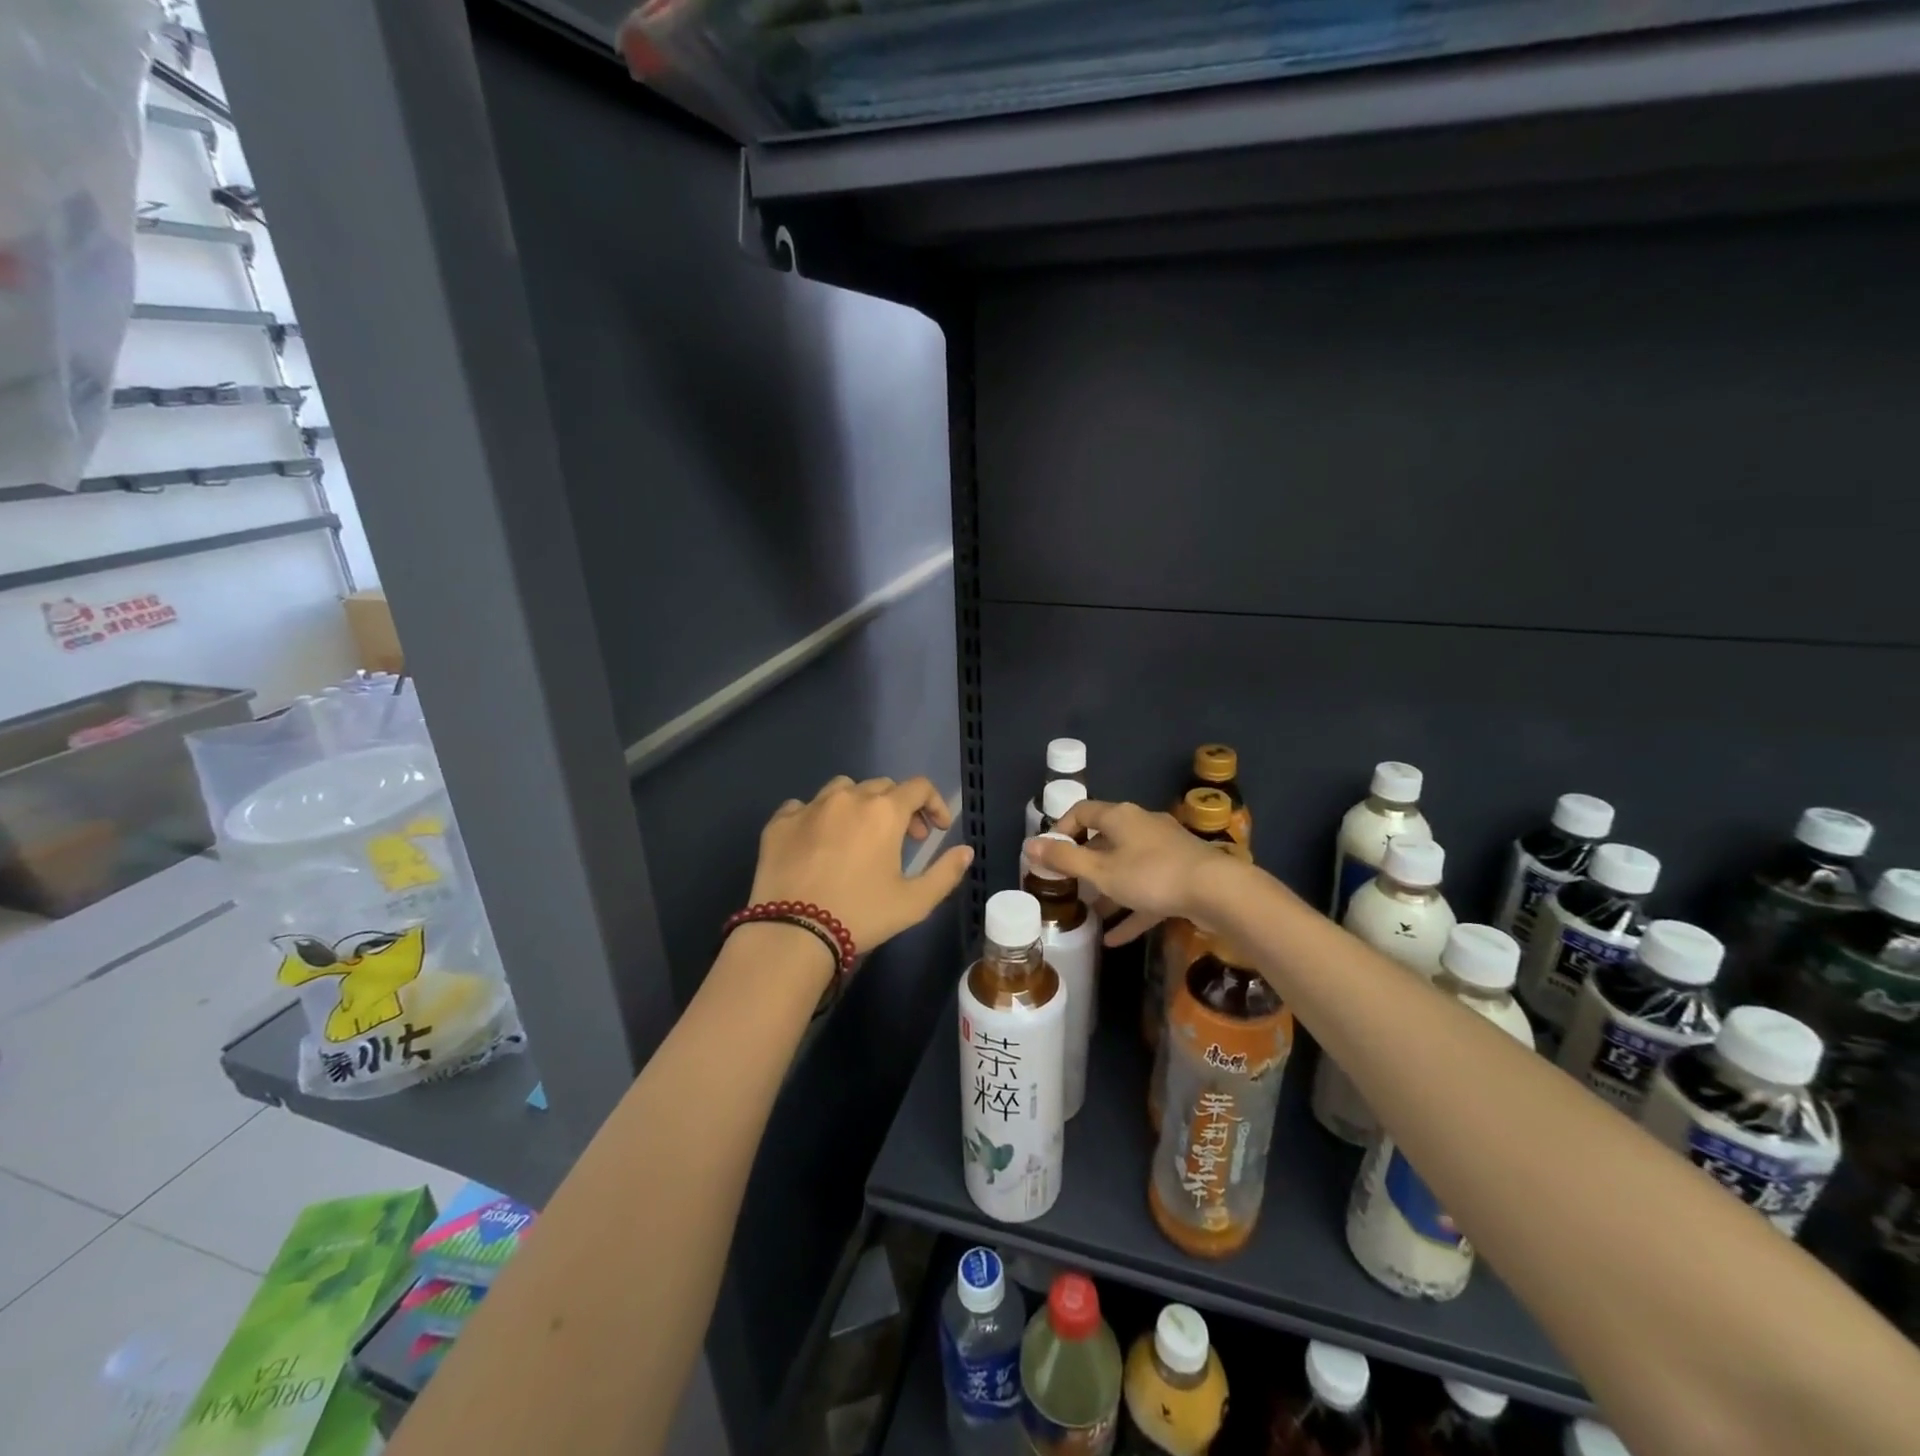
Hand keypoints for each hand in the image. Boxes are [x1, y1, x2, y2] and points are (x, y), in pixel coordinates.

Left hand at [751, 776, 973, 953]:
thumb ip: (946, 873)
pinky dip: (817, 817)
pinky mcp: (780, 822)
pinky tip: (818, 841)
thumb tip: (966, 850)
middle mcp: (848, 798)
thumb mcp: (914, 902)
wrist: (793, 933)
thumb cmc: (861, 915)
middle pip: (882, 786)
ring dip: (859, 804)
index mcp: (884, 811)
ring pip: (842, 789)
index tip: (937, 830)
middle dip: (900, 807)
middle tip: (904, 839)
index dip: (934, 804)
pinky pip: (803, 806)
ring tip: (859, 834)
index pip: (919, 787)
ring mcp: (810, 807)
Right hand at [1025, 799, 1243, 945]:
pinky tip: (1115, 939)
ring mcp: (1164, 850)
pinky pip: (1148, 890)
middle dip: (1084, 864)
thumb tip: (1028, 845)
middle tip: (1066, 886)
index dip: (1061, 829)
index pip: (1082, 811)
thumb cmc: (1151, 875)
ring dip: (1107, 890)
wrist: (1218, 891)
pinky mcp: (1181, 875)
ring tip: (1088, 914)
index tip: (1049, 854)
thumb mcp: (1101, 871)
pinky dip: (1132, 910)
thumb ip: (1064, 859)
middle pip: (1105, 840)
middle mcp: (1141, 826)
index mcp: (1120, 817)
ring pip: (1126, 867)